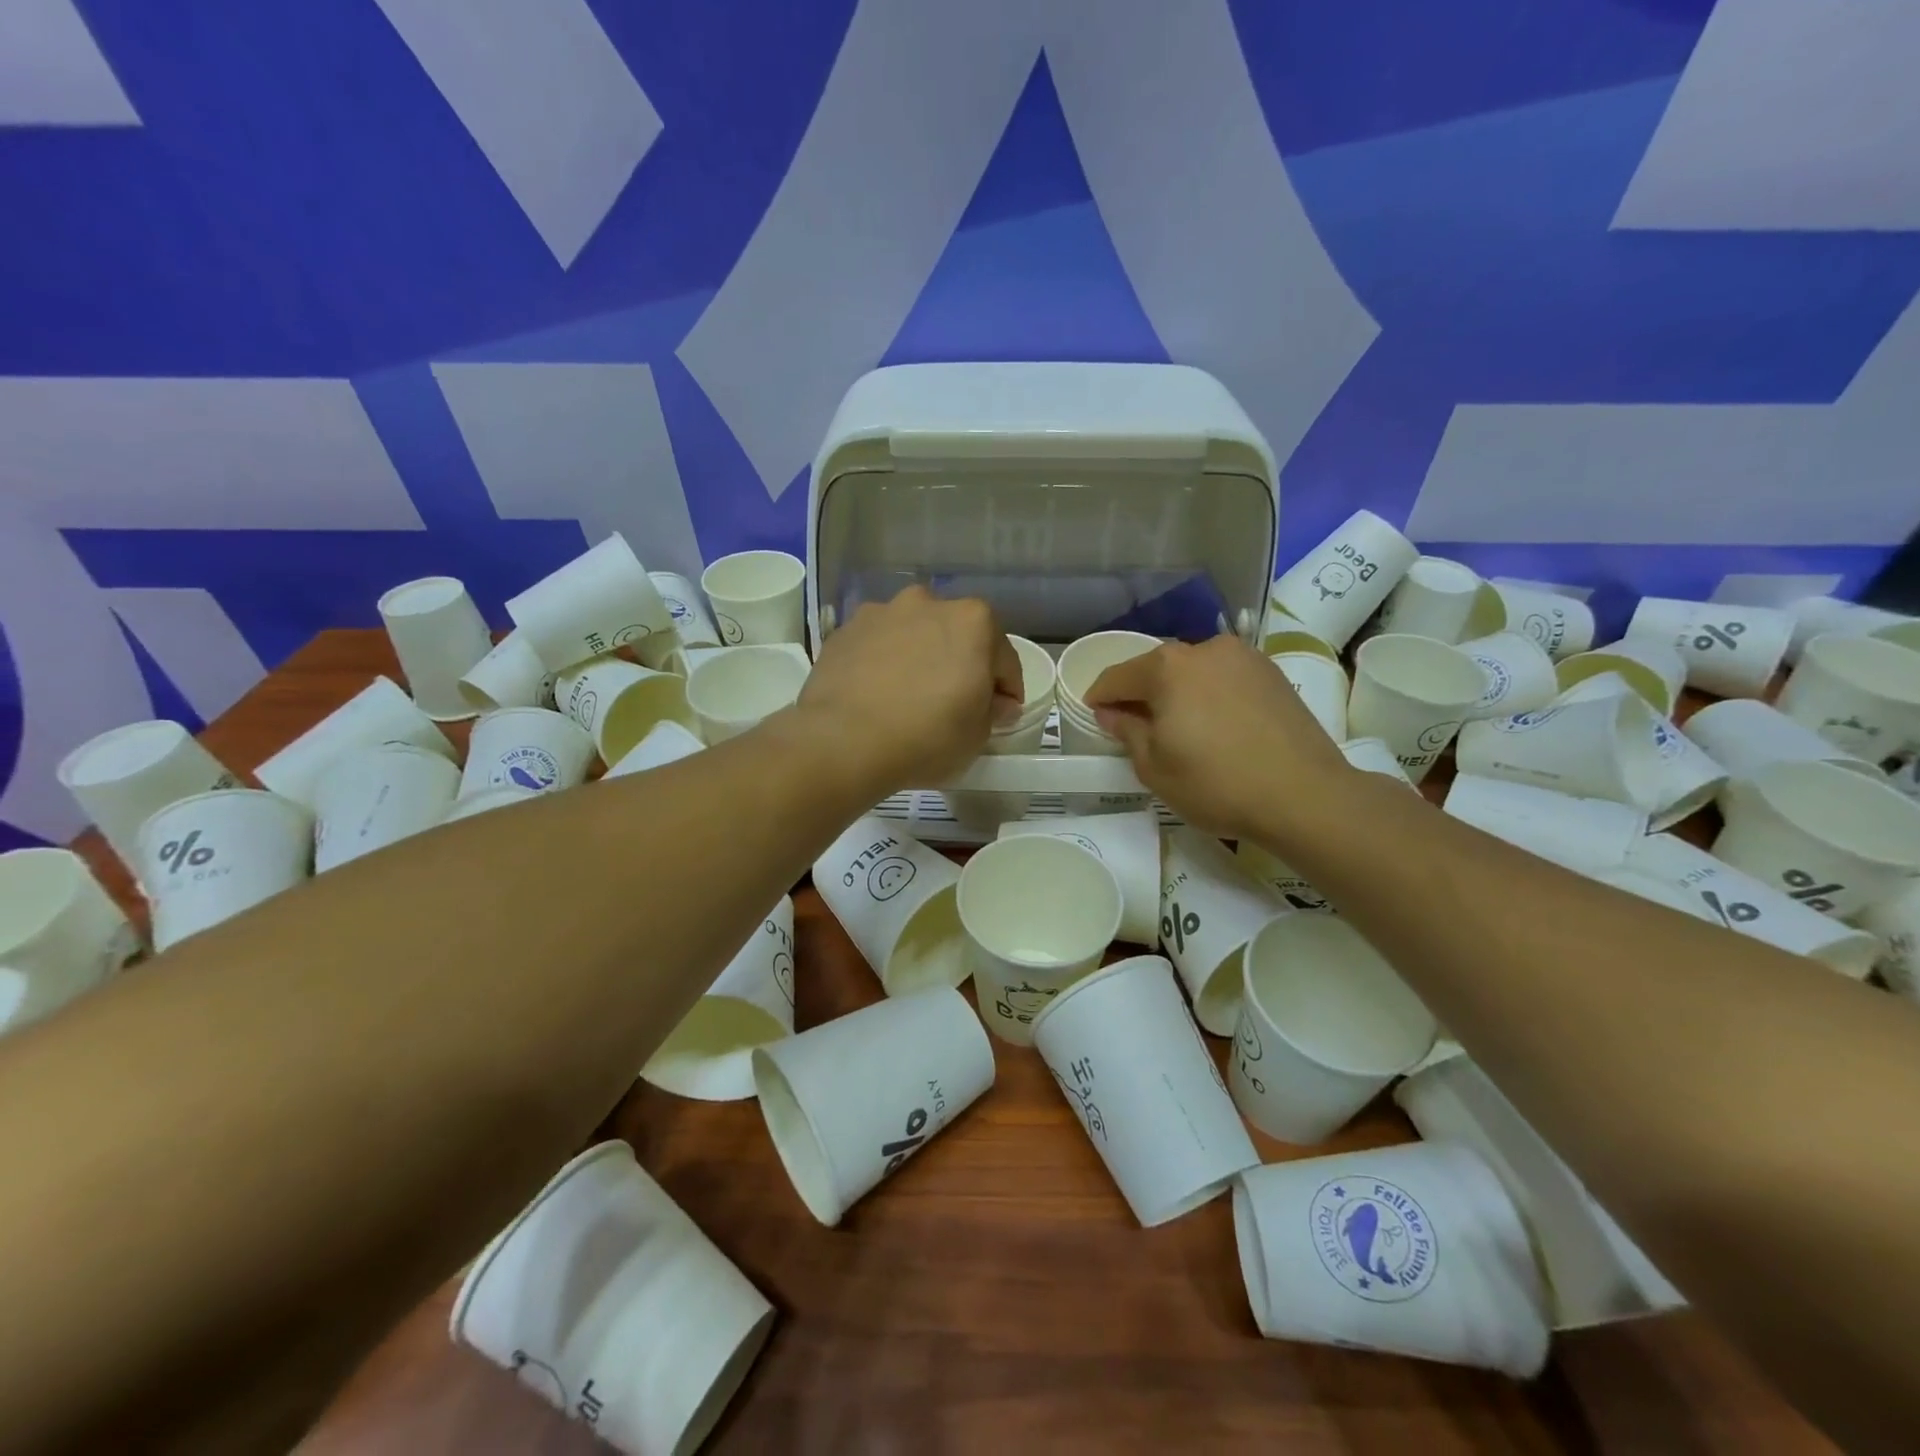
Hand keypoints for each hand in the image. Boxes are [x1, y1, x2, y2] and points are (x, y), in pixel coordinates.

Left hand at [797, 586, 1021, 797]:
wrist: (843, 742)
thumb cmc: (926, 737)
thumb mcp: (977, 736)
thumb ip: (993, 711)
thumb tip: (995, 703)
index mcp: (974, 621)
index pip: (1004, 659)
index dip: (1005, 690)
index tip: (999, 714)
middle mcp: (928, 602)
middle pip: (955, 636)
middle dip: (959, 664)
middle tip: (953, 704)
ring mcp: (881, 613)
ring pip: (912, 635)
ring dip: (918, 657)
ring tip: (908, 697)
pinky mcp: (844, 631)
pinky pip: (876, 647)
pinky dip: (882, 663)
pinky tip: (876, 695)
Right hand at [1084, 635, 1351, 842]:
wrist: (1305, 796)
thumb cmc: (1216, 784)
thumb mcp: (1154, 767)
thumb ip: (1127, 731)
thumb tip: (1113, 712)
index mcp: (1167, 667)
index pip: (1117, 676)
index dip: (1099, 698)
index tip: (1094, 716)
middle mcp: (1204, 648)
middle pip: (1157, 669)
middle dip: (1142, 694)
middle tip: (1137, 728)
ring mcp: (1244, 657)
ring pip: (1193, 671)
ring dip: (1178, 693)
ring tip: (1181, 730)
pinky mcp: (1272, 673)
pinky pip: (1224, 679)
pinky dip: (1210, 696)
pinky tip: (1217, 727)